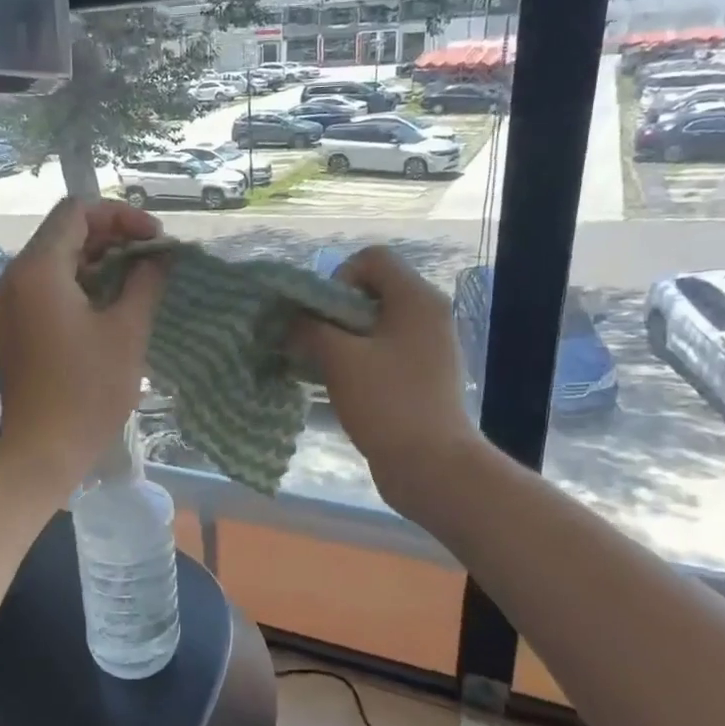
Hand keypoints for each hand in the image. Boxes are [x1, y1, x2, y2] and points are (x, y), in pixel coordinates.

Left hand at [0, 198, 166, 491]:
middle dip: (111, 236)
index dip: (121, 215)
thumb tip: (158, 257)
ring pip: (53, 260)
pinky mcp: (11, 327)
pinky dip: (76, 284)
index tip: (155, 239)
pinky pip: (44, 288)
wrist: (42, 450)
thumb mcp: (127, 331)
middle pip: (63, 233)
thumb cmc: (88, 390)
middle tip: (151, 257)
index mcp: (38, 269)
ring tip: (136, 278)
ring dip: (96, 260)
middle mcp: (13, 277)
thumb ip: (145, 282)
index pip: (77, 212)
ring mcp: (7, 304)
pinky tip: (108, 304)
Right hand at [292, 246, 479, 520]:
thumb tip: (291, 320)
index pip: (372, 259)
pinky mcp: (424, 376)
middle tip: (315, 343)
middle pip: (373, 291)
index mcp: (416, 299)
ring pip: (376, 325)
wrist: (433, 465)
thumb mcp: (340, 360)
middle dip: (335, 313)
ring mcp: (429, 347)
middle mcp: (428, 315)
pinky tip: (342, 387)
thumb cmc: (388, 403)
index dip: (338, 278)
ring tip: (322, 367)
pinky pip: (386, 352)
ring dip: (343, 339)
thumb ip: (309, 330)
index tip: (322, 316)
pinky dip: (360, 360)